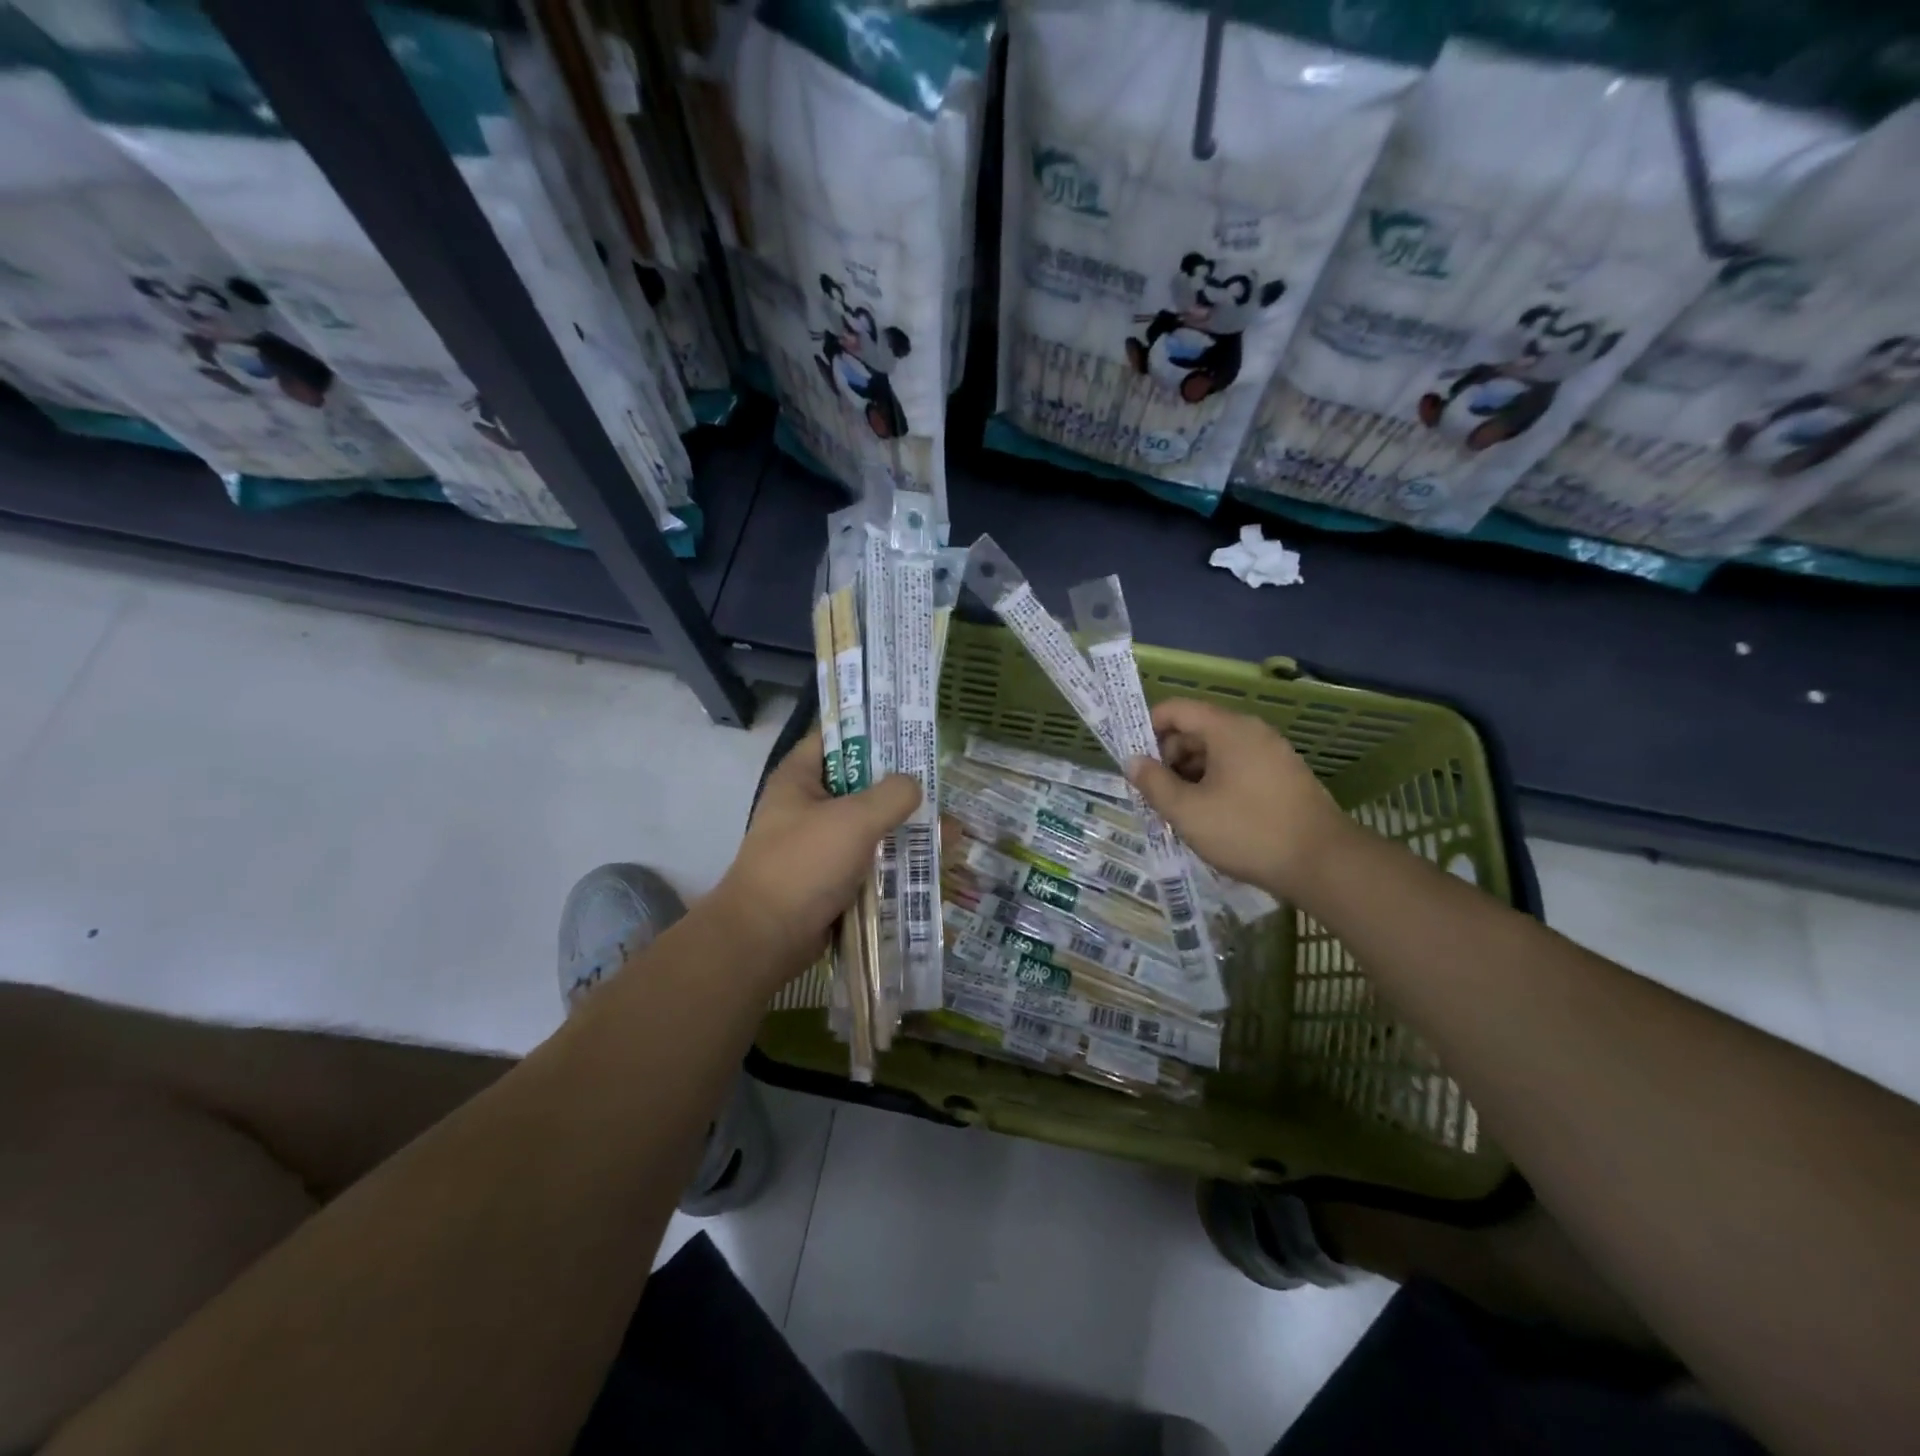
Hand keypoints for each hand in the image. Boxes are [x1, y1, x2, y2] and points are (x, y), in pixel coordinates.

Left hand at [712, 729, 919, 982]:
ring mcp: (819, 843)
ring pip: (869, 824)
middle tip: (942, 784)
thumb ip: (891, 795)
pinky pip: (869, 859)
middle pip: (860, 783)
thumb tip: (914, 786)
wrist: (766, 938)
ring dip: (904, 827)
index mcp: (799, 778)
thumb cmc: (804, 865)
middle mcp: (807, 805)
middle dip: (901, 786)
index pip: (835, 736)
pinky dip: (895, 859)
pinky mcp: (830, 877)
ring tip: (951, 829)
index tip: (910, 731)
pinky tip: (932, 861)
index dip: (871, 729)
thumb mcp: (854, 820)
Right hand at [1126, 697, 1346, 899]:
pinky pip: (1238, 768)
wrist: (1324, 864)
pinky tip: (1211, 818)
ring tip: (1180, 812)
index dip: (1148, 729)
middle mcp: (1251, 732)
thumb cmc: (1247, 831)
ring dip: (1191, 775)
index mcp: (1227, 729)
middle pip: (1196, 730)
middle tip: (1155, 795)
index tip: (1135, 762)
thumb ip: (1153, 783)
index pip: (1176, 709)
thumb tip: (1133, 761)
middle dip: (1168, 758)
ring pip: (1217, 752)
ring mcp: (1272, 754)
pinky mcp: (1284, 777)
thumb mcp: (1187, 811)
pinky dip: (1216, 784)